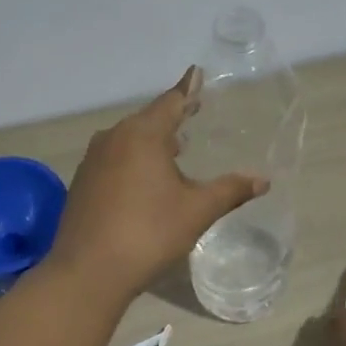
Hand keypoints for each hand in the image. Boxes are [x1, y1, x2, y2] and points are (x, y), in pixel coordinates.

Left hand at [47, 69, 268, 298]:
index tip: (196, 73)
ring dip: (151, 141)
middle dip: (171, 117)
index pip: (171, 102)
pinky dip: (133, 160)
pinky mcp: (82, 183)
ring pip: (128, 140)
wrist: (88, 271)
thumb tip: (263, 180)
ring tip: (174, 149)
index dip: (188, 89)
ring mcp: (93, 160)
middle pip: (148, 119)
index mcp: (142, 135)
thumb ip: (230, 190)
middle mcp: (113, 138)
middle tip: (193, 114)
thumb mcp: (197, 211)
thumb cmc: (148, 233)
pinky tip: (144, 179)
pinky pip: (113, 159)